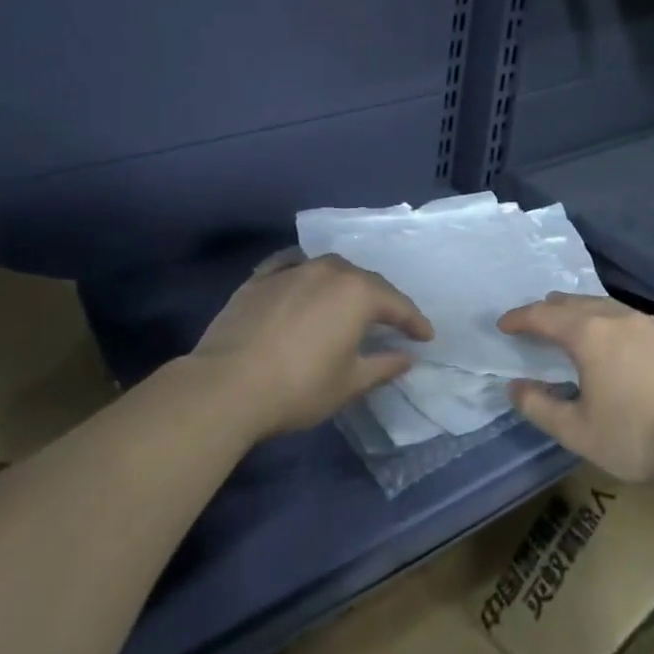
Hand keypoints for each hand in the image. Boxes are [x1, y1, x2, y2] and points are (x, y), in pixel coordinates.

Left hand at [190, 250, 433, 440]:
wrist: (227, 386)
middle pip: (364, 281)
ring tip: (349, 303)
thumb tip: (407, 357)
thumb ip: (383, 366)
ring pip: (328, 269)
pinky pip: (291, 267)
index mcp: (356, 292)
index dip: (414, 321)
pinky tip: (303, 282)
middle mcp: (327, 270)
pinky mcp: (258, 279)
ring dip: (344, 285)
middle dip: (382, 300)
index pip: (396, 304)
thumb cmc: (299, 387)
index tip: (426, 337)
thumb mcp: (349, 383)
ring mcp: (290, 270)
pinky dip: (305, 274)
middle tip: (392, 321)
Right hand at [498, 293, 653, 482]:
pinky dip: (606, 321)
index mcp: (589, 334)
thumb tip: (514, 386)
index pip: (543, 315)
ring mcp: (649, 324)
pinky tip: (612, 342)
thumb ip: (538, 406)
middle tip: (532, 324)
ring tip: (569, 328)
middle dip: (548, 310)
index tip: (503, 325)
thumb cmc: (635, 438)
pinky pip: (627, 317)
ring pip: (603, 305)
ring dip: (579, 313)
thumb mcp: (575, 431)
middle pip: (573, 302)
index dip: (519, 318)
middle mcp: (617, 317)